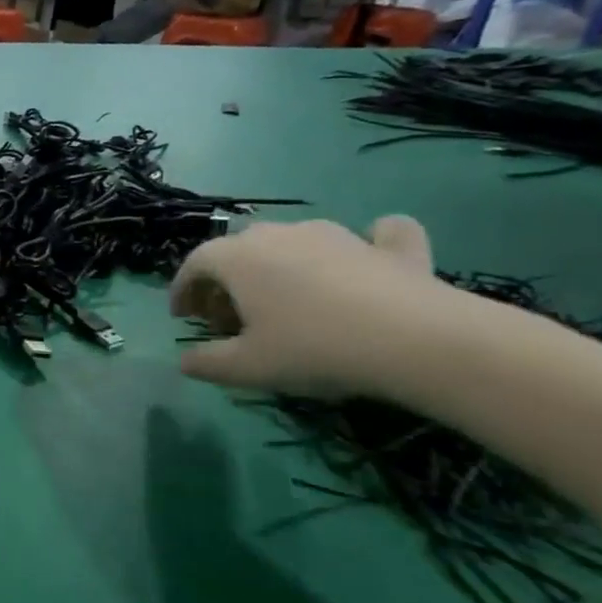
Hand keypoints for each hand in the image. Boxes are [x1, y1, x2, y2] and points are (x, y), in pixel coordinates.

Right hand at [170, 216, 454, 398]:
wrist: (419, 341)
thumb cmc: (313, 348)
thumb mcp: (247, 368)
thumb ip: (207, 362)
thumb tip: (185, 361)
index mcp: (239, 258)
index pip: (195, 263)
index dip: (182, 289)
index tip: (183, 317)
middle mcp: (281, 234)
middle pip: (239, 250)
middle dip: (227, 280)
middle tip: (230, 317)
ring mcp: (338, 234)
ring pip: (294, 241)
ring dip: (280, 265)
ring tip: (286, 301)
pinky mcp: (391, 247)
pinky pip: (375, 234)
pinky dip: (368, 242)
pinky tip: (369, 254)